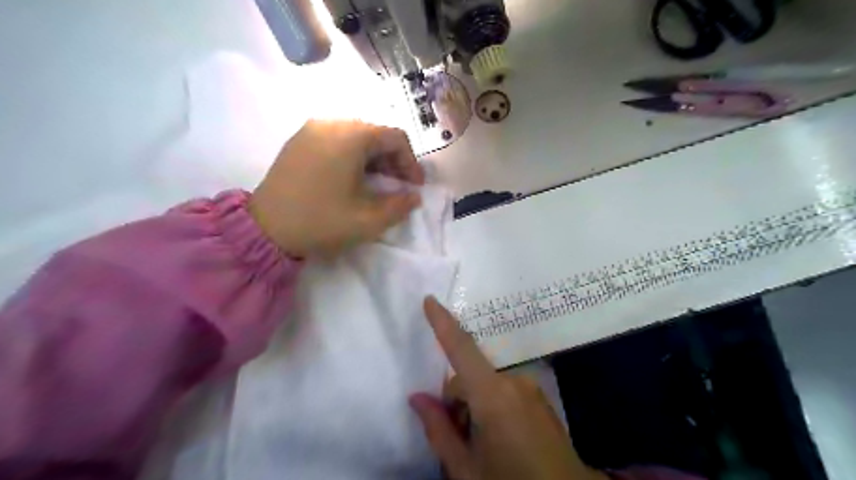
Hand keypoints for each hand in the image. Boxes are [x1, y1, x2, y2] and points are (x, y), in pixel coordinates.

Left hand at [247, 119, 423, 257]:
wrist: (265, 229)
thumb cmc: (321, 221)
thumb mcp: (368, 220)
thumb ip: (399, 206)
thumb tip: (414, 197)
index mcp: (351, 136)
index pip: (395, 137)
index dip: (411, 162)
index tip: (414, 187)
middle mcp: (331, 123)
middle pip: (375, 134)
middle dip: (393, 160)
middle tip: (398, 187)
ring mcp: (310, 129)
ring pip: (355, 136)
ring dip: (373, 158)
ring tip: (376, 184)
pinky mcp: (298, 141)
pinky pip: (335, 140)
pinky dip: (352, 156)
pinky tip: (351, 179)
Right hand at [410, 296, 603, 478]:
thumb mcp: (466, 469)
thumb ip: (438, 429)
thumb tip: (416, 398)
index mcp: (493, 396)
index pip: (461, 349)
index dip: (443, 323)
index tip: (430, 300)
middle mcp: (514, 382)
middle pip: (470, 376)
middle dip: (456, 401)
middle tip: (458, 438)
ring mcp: (531, 389)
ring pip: (486, 385)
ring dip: (475, 406)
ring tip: (481, 444)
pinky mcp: (540, 398)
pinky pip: (505, 391)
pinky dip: (492, 406)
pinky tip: (499, 438)